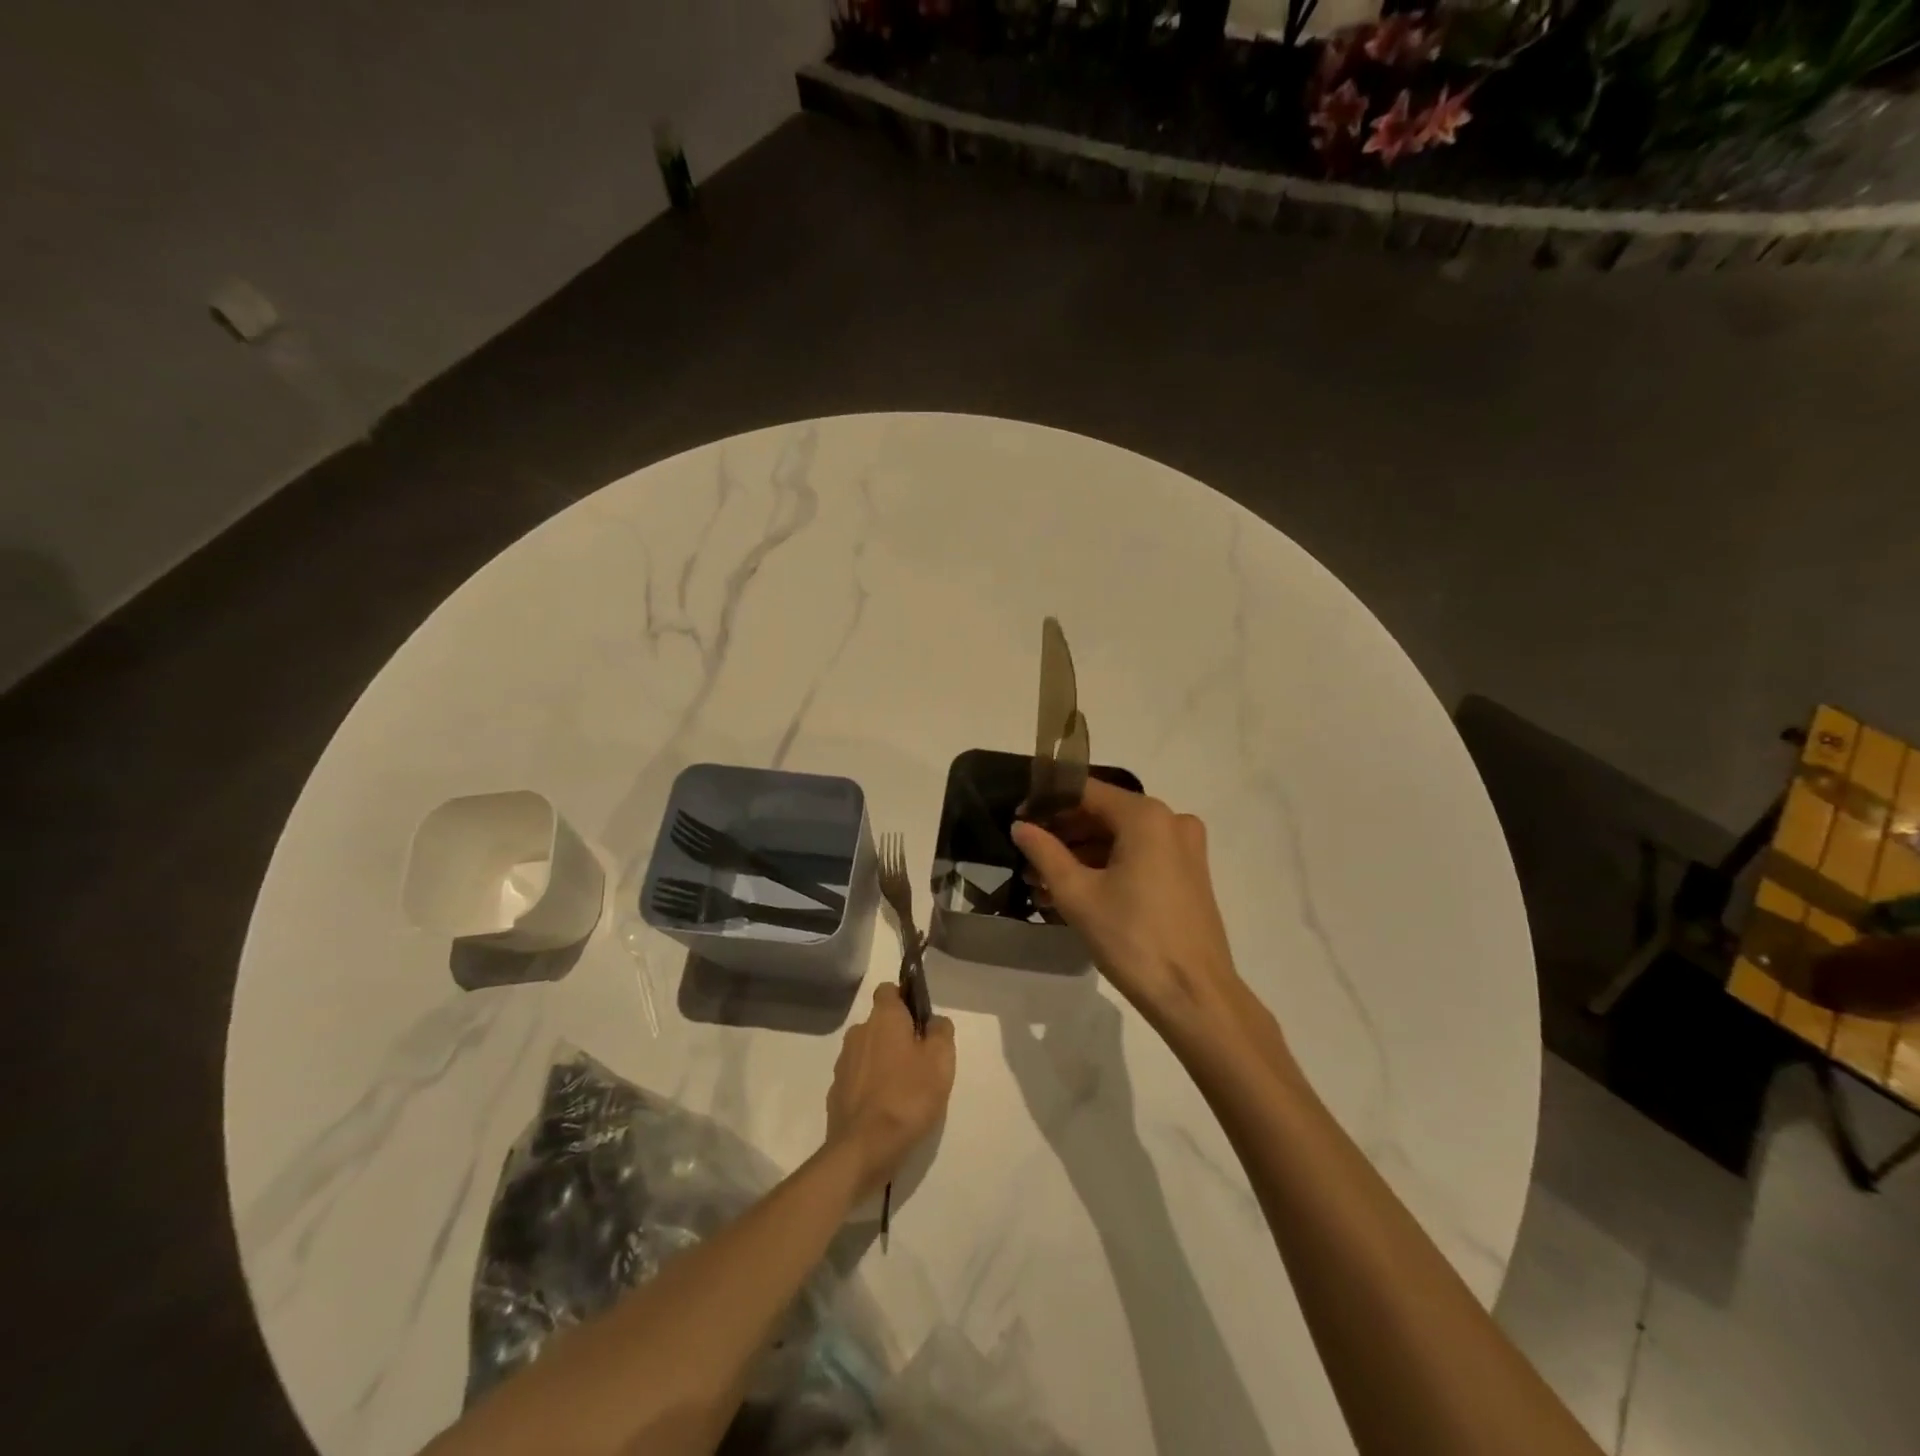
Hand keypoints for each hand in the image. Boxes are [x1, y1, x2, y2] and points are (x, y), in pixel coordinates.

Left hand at [825, 983, 955, 1196]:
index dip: (905, 999)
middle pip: (880, 1023)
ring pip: (868, 1051)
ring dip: (884, 1061)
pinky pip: (858, 1078)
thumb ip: (941, 1032)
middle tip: (921, 1060)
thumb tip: (934, 1021)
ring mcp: (844, 1063)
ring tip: (906, 1089)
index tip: (920, 1020)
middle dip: (897, 1035)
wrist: (864, 1148)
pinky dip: (871, 1086)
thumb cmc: (908, 1096)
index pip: (889, 990)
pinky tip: (886, 1108)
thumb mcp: (941, 1061)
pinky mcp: (837, 1091)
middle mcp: (859, 1032)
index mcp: (883, 1018)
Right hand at [1011, 781, 1245, 1029]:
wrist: (1195, 996)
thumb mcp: (1078, 895)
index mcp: (1146, 816)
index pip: (1086, 791)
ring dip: (1081, 854)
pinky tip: (1075, 891)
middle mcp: (1170, 821)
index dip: (1048, 802)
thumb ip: (1045, 853)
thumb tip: (1021, 826)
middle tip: (1027, 856)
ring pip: (1120, 837)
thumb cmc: (1133, 939)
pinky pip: (1140, 856)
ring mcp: (1184, 848)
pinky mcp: (1188, 874)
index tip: (1019, 819)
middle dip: (1063, 834)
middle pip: (1104, 813)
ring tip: (1042, 881)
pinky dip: (1107, 867)